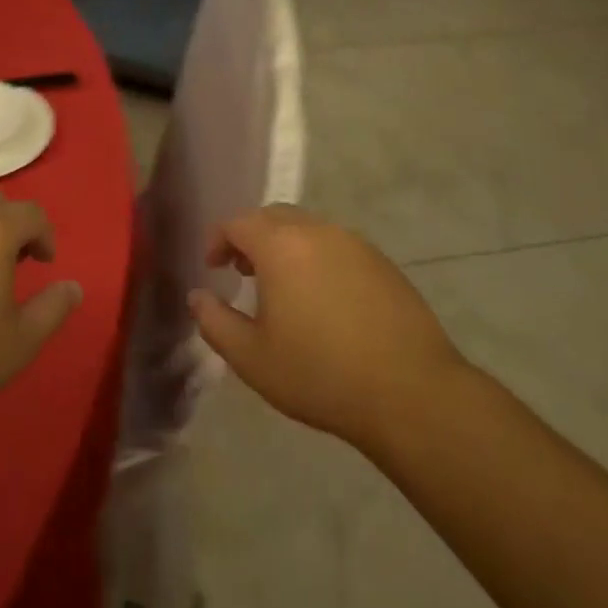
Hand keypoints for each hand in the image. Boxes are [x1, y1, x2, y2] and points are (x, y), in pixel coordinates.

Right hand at [189, 205, 467, 455]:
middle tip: (243, 272)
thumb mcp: (252, 358)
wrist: (409, 391)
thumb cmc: (319, 374)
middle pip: (274, 216)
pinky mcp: (382, 262)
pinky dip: (317, 258)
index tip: (213, 267)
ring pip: (308, 228)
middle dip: (251, 237)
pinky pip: (337, 246)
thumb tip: (198, 296)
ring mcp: (355, 243)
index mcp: (281, 246)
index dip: (218, 239)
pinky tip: (323, 299)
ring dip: (286, 246)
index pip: (238, 222)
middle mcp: (318, 231)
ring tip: (282, 287)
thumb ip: (215, 322)